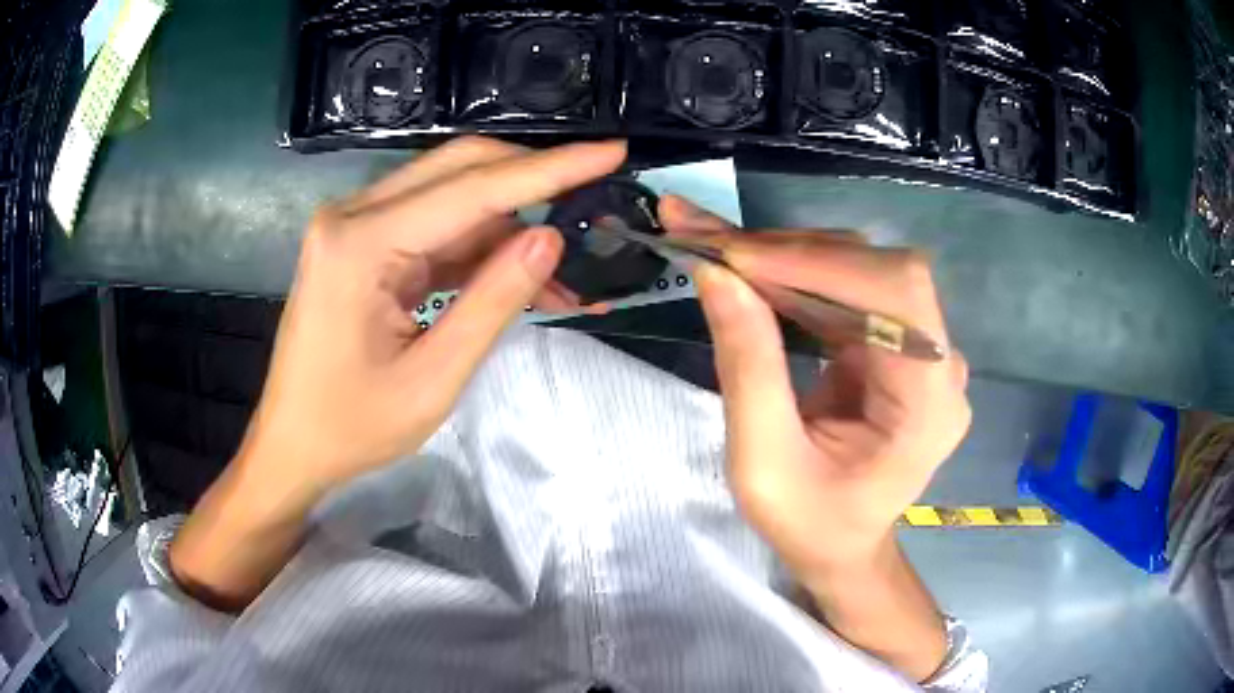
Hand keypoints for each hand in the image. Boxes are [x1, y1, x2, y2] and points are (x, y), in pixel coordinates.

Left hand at [242, 137, 625, 493]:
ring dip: (510, 224)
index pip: (473, 188)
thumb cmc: (351, 426)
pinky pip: (434, 227)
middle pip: (460, 169)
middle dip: (532, 180)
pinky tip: (520, 276)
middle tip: (594, 195)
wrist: (293, 444)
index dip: (550, 169)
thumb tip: (551, 237)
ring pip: (451, 195)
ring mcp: (355, 226)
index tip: (611, 151)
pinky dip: (480, 248)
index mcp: (360, 243)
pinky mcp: (363, 244)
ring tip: (565, 270)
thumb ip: (493, 301)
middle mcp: (353, 215)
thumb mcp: (432, 379)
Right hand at [660, 196, 969, 679]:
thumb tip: (717, 275)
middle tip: (704, 238)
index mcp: (930, 403)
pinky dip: (789, 273)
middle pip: (874, 270)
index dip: (819, 262)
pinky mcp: (892, 341)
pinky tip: (743, 266)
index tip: (735, 256)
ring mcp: (919, 347)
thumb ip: (748, 368)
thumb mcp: (764, 463)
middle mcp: (939, 362)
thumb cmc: (809, 524)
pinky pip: (844, 288)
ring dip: (780, 256)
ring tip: (711, 246)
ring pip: (855, 268)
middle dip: (786, 251)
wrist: (842, 545)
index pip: (894, 295)